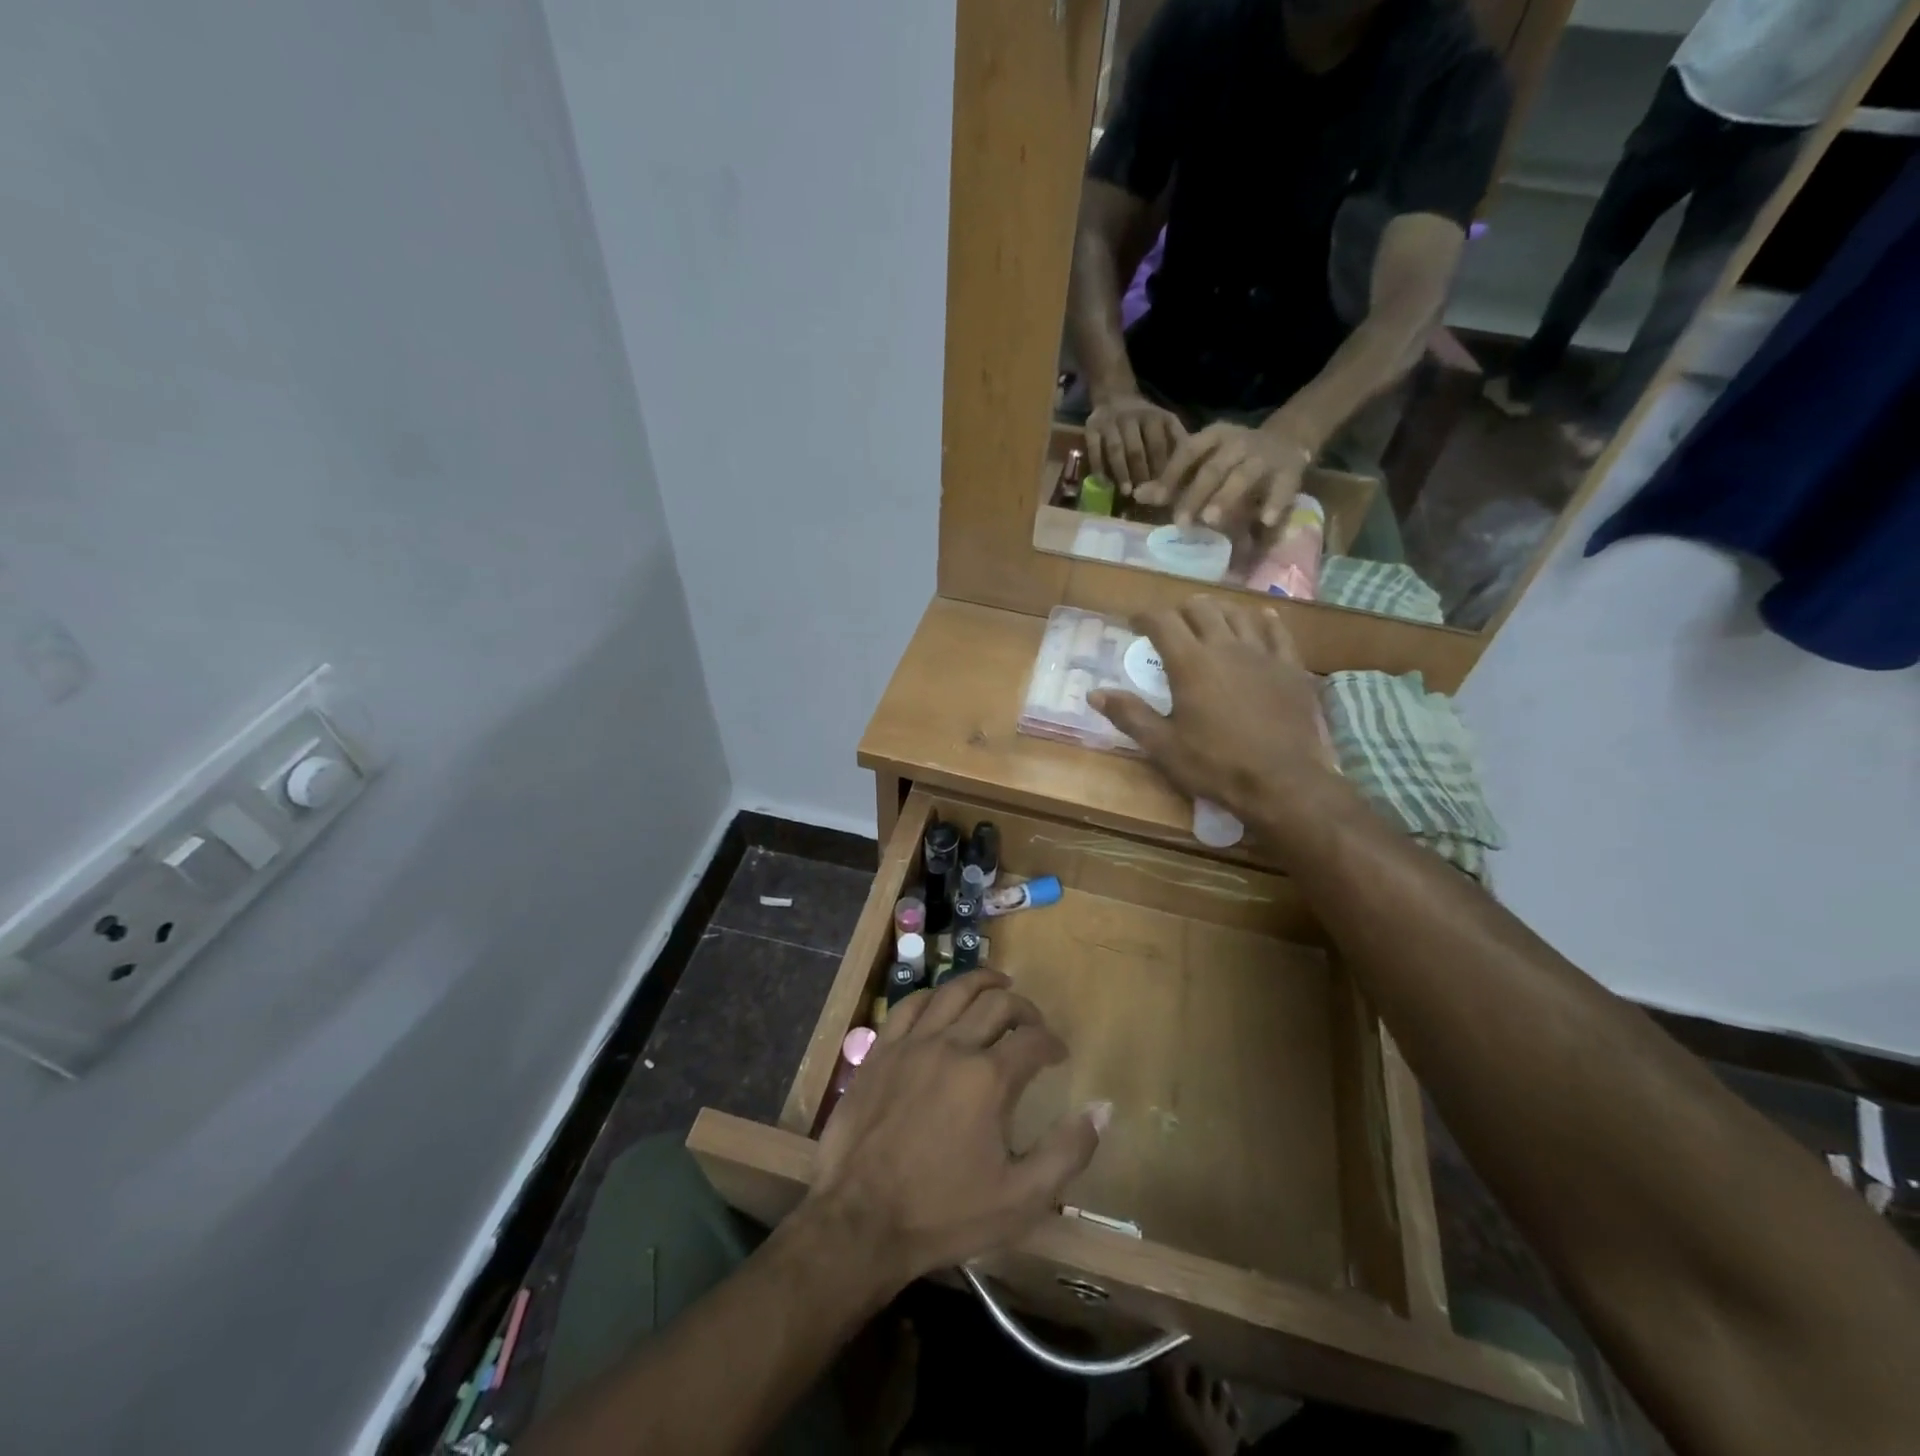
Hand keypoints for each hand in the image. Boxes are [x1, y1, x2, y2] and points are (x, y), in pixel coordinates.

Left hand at [808, 972, 1104, 1286]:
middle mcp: (953, 1046)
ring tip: (997, 986)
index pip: (1033, 1040)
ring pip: (952, 991)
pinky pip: (909, 1005)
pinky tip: (941, 1001)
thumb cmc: (945, 1213)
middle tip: (1033, 1023)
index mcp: (989, 1078)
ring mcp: (912, 1044)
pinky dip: (933, 996)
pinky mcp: (880, 1050)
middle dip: (1023, 1008)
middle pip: (996, 1004)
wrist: (860, 1222)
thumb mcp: (1021, 1199)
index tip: (1058, 1054)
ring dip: (981, 983)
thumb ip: (1068, 1151)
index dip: (1052, 1043)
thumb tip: (1103, 1109)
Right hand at [1085, 392, 1186, 494]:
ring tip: (1126, 492)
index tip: (1163, 489)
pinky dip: (1098, 467)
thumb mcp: (1165, 422)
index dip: (1160, 468)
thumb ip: (1176, 441)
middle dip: (1141, 473)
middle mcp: (1131, 416)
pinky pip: (1094, 449)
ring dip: (1121, 473)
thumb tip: (1190, 467)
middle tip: (1145, 495)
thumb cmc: (1144, 419)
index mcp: (1153, 417)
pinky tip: (1104, 483)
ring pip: (1115, 450)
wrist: (1114, 396)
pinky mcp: (1091, 427)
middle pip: (1136, 449)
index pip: (1157, 446)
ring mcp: (1109, 422)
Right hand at [1089, 597, 1343, 836]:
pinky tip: (1261, 619)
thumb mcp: (1163, 746)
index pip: (1162, 621)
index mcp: (1190, 663)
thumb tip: (1094, 693)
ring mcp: (1262, 654)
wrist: (1282, 782)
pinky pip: (1278, 631)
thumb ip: (1129, 715)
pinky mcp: (1290, 667)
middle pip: (1201, 609)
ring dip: (1218, 611)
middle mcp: (1225, 647)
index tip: (1134, 624)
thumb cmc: (1215, 764)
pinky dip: (1264, 620)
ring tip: (1209, 620)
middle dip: (1180, 610)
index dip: (1145, 617)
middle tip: (1171, 624)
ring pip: (1238, 614)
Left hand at [1135, 421, 1312, 529]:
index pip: (1189, 451)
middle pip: (1214, 468)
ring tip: (1211, 520)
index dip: (1172, 474)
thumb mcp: (1203, 461)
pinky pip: (1283, 486)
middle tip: (1181, 522)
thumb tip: (1136, 495)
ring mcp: (1265, 455)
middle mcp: (1239, 441)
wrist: (1288, 438)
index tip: (1157, 499)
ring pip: (1244, 475)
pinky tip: (1265, 521)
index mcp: (1214, 435)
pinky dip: (1274, 503)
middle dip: (1195, 495)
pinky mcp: (1291, 469)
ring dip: (1227, 497)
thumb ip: (1172, 480)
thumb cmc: (1232, 458)